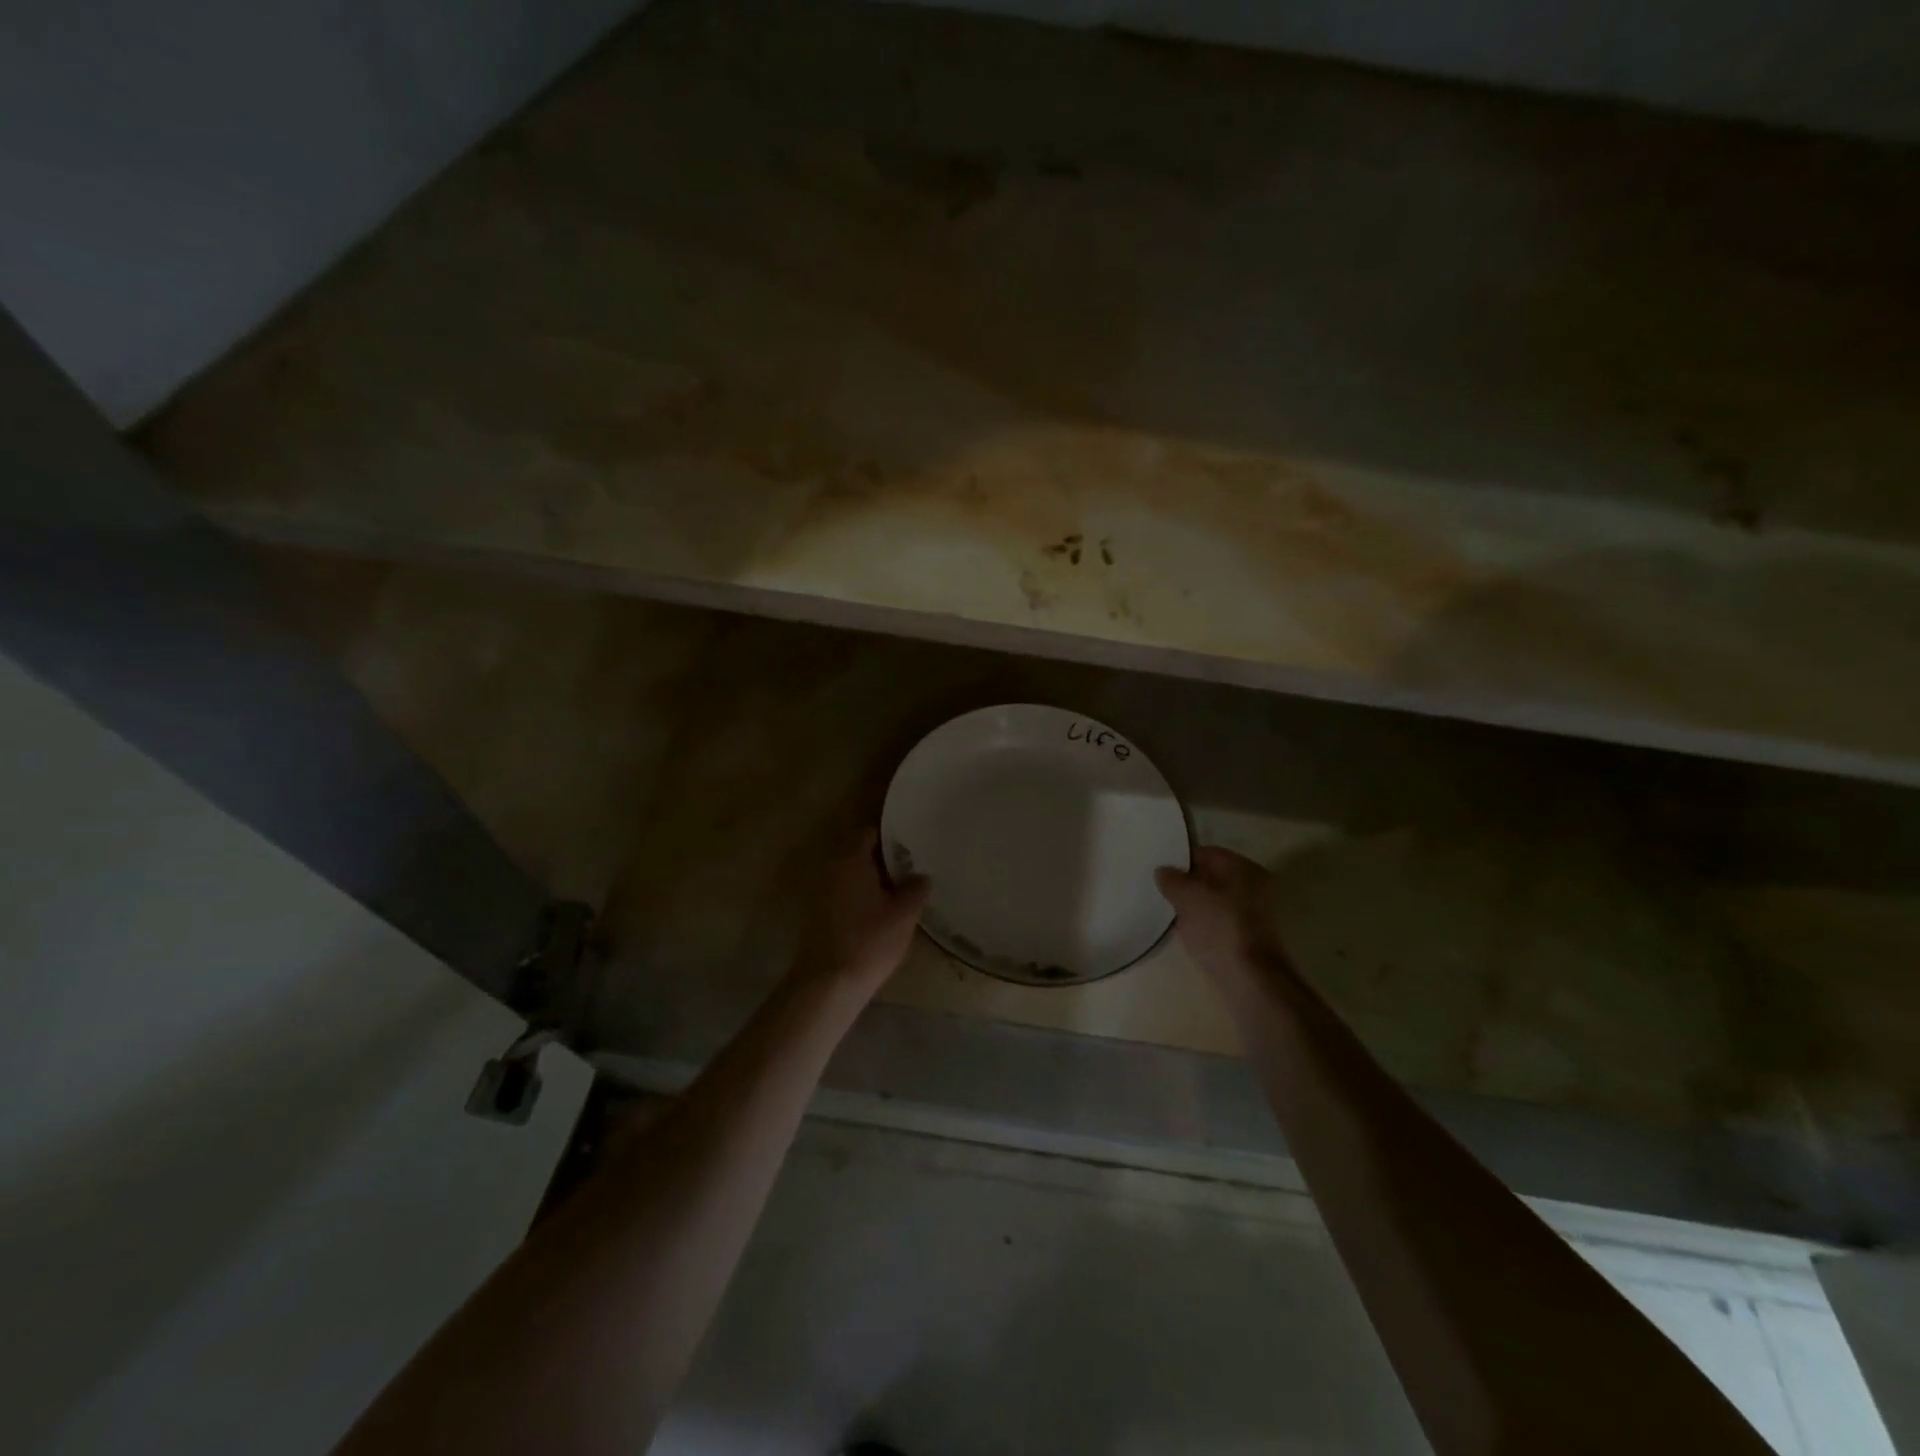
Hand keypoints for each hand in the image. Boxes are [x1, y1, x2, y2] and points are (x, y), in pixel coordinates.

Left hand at [791, 830, 931, 995]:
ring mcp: (821, 891)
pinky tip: (882, 908)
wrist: (829, 983)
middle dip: (885, 857)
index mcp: (851, 859)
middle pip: (860, 852)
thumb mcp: (904, 914)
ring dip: (873, 877)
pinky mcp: (819, 913)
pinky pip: (845, 891)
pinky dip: (862, 893)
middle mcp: (832, 868)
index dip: (892, 836)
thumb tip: (921, 875)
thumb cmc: (869, 941)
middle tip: (912, 865)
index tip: (913, 843)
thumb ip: (916, 888)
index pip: (870, 832)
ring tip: (902, 887)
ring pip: (852, 873)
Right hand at [1155, 846, 1290, 986]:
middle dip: (1189, 885)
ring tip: (1174, 917)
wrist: (1252, 982)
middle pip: (1214, 878)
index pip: (1207, 853)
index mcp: (1245, 868)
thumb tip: (1164, 871)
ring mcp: (1259, 914)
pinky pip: (1224, 923)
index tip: (1161, 875)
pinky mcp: (1255, 939)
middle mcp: (1257, 886)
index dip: (1181, 862)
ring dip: (1197, 907)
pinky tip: (1192, 936)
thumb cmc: (1220, 929)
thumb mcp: (1187, 897)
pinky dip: (1208, 926)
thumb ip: (1172, 879)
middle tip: (1164, 896)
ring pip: (1218, 902)